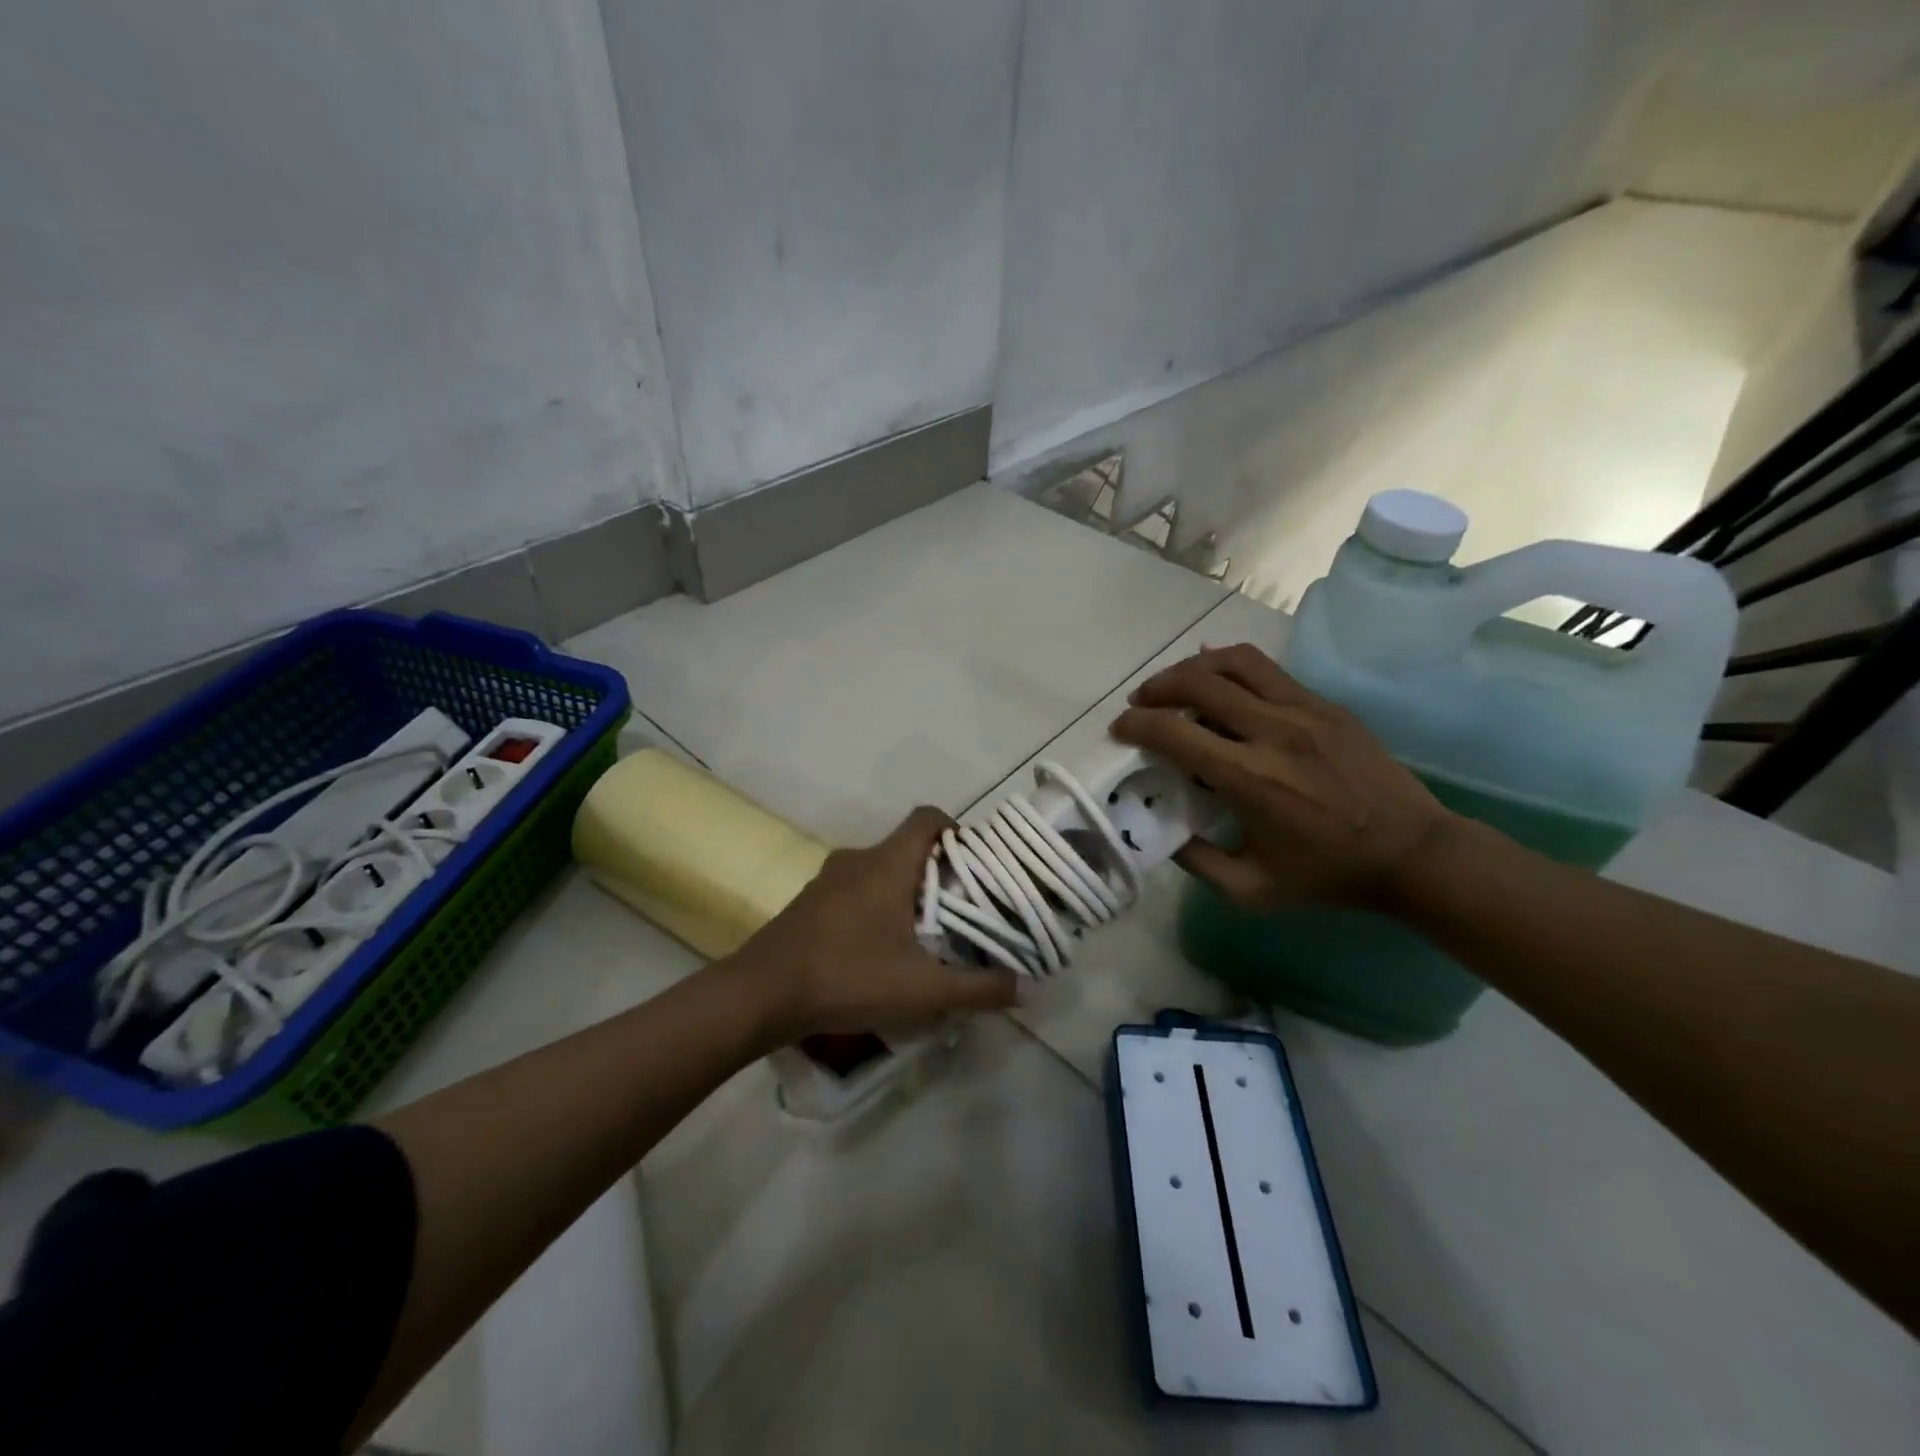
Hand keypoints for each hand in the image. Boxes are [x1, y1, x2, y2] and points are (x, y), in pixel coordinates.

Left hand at [730, 806, 1021, 1039]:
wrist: (759, 994)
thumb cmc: (847, 977)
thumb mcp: (922, 991)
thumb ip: (978, 989)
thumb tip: (1028, 988)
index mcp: (887, 864)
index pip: (928, 818)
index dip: (957, 831)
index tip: (974, 866)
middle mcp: (858, 859)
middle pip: (907, 847)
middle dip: (936, 872)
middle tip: (958, 910)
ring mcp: (828, 879)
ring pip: (879, 870)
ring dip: (904, 891)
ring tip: (923, 934)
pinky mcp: (809, 902)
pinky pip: (854, 890)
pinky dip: (874, 906)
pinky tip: (878, 950)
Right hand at [1111, 643, 1455, 910]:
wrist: (1414, 854)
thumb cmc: (1328, 876)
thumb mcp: (1251, 889)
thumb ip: (1197, 861)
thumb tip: (1162, 831)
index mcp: (1250, 779)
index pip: (1174, 732)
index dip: (1136, 725)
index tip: (1120, 729)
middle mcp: (1273, 732)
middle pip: (1199, 683)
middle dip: (1156, 688)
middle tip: (1140, 703)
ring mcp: (1304, 711)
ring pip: (1235, 662)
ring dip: (1193, 667)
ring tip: (1176, 684)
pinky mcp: (1326, 705)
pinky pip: (1268, 670)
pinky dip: (1231, 668)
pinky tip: (1219, 682)